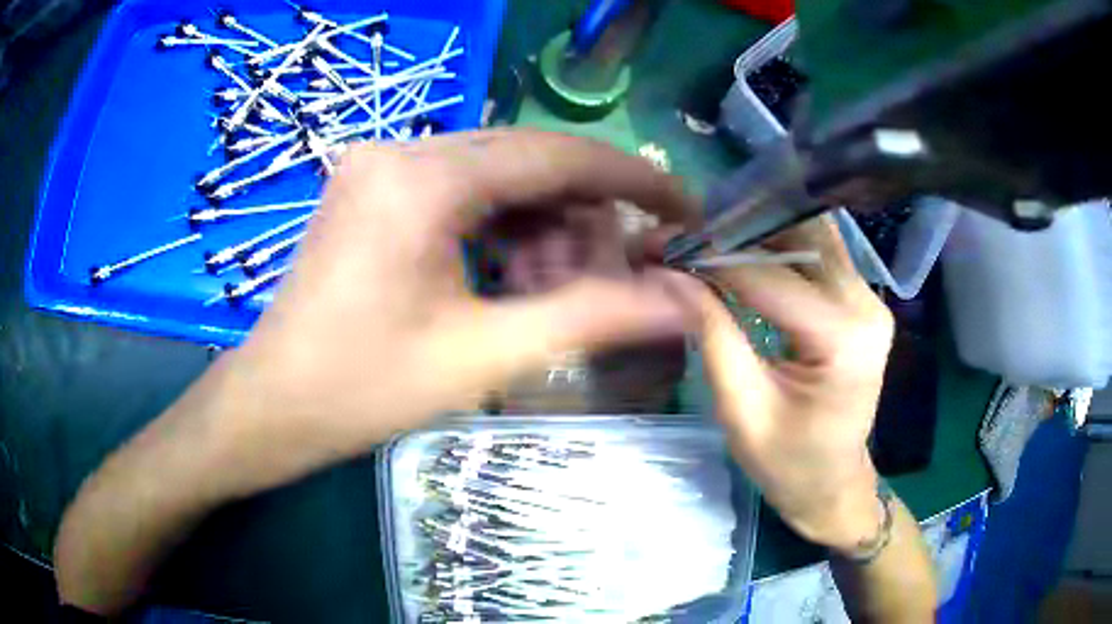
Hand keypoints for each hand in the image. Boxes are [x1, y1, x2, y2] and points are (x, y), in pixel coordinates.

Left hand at [208, 130, 697, 495]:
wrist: (273, 406)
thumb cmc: (361, 389)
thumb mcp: (482, 356)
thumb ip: (591, 319)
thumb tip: (681, 304)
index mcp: (422, 179)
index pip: (555, 154)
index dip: (632, 179)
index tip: (683, 207)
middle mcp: (399, 150)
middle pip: (528, 162)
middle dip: (583, 219)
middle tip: (613, 280)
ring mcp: (381, 165)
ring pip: (498, 177)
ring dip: (543, 229)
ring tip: (557, 293)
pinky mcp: (375, 188)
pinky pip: (463, 191)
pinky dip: (502, 230)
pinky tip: (514, 280)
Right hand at [661, 217, 893, 551]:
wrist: (833, 484)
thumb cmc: (787, 464)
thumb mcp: (741, 410)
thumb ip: (711, 334)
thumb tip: (669, 274)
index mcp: (841, 339)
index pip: (770, 275)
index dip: (712, 254)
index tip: (664, 243)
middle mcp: (865, 306)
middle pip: (800, 238)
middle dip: (739, 230)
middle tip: (686, 234)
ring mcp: (870, 299)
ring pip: (813, 236)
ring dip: (759, 233)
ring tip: (709, 238)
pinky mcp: (863, 301)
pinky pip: (820, 255)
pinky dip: (780, 247)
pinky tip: (744, 253)